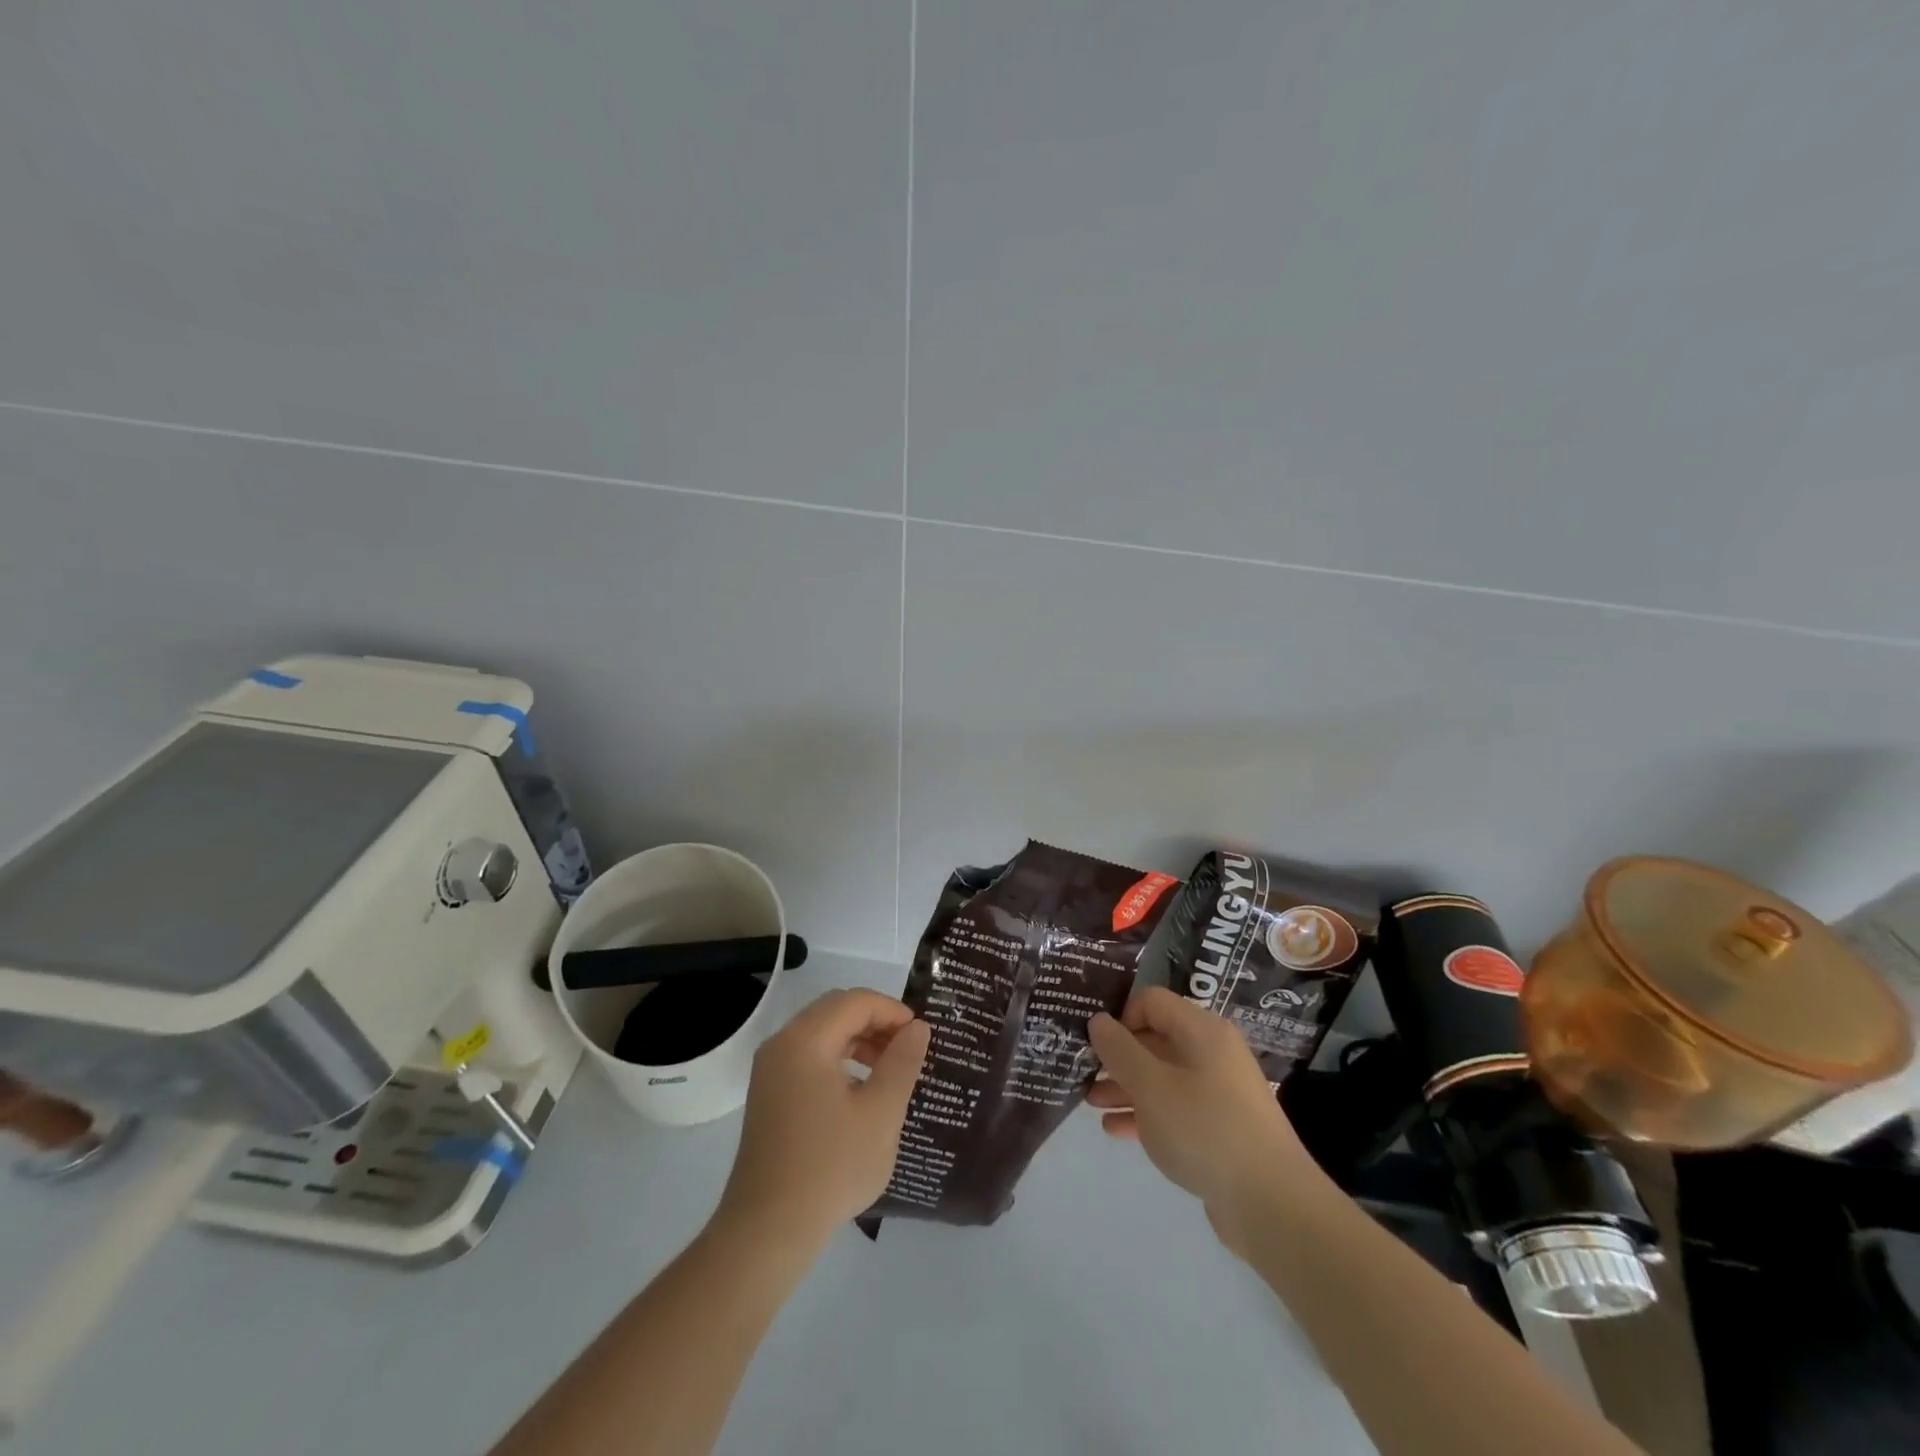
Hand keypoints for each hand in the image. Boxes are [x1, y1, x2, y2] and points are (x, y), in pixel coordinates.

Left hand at [715, 988, 930, 1248]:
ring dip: (858, 1041)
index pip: (855, 1001)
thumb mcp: (881, 1113)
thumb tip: (917, 1028)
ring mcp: (770, 1070)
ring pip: (822, 1033)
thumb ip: (902, 1062)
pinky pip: (809, 1057)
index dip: (893, 1011)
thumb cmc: (831, 1167)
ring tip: (890, 1070)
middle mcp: (782, 1044)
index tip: (921, 1036)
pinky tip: (860, 1092)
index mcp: (805, 1040)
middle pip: (835, 1010)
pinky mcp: (768, 1095)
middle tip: (908, 1049)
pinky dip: (839, 1060)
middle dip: (876, 1022)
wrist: (768, 1230)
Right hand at [1088, 986, 1320, 1255]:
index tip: (1096, 1046)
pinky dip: (1145, 1113)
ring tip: (1091, 1104)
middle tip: (1084, 1074)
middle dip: (1118, 1056)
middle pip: (1156, 1038)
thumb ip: (1120, 1050)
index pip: (1152, 1001)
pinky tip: (1115, 1130)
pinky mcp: (1219, 1127)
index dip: (1120, 1017)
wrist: (1272, 1205)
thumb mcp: (1151, 1087)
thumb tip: (1098, 1021)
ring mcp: (1218, 1091)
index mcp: (1202, 1030)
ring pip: (1162, 1076)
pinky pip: (1174, 1108)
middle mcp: (1212, 1053)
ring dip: (1126, 1086)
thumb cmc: (1205, 1130)